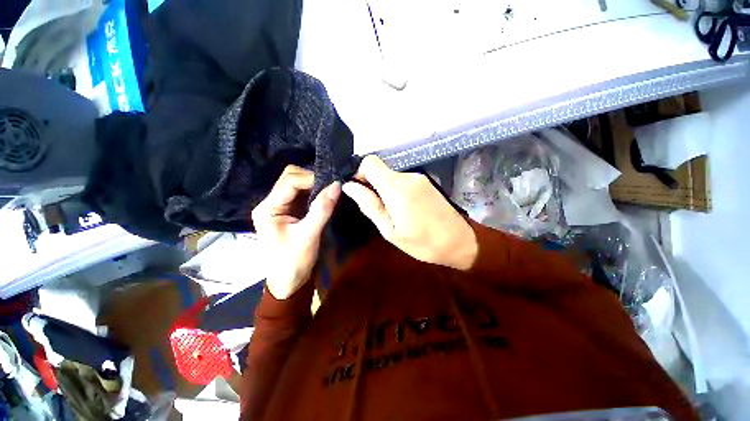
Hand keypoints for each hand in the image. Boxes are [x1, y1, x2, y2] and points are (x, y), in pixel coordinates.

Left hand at [252, 166, 340, 298]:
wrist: (289, 281)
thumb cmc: (294, 261)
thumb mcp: (309, 235)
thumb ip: (322, 209)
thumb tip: (337, 185)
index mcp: (268, 208)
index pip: (289, 181)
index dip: (311, 178)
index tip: (332, 183)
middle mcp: (271, 203)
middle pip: (290, 178)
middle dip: (311, 178)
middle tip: (331, 186)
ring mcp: (280, 206)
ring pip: (297, 184)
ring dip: (314, 185)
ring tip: (330, 189)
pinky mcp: (290, 211)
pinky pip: (302, 194)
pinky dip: (314, 192)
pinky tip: (325, 196)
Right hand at [342, 156, 477, 270]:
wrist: (459, 242)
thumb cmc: (422, 242)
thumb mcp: (390, 230)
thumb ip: (369, 205)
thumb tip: (350, 186)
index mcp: (397, 188)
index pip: (370, 162)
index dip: (360, 173)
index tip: (361, 192)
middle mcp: (408, 176)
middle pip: (380, 170)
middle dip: (373, 187)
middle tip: (379, 211)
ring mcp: (419, 177)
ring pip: (390, 176)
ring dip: (386, 191)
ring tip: (394, 214)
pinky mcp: (426, 182)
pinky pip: (403, 181)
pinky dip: (397, 191)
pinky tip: (406, 210)